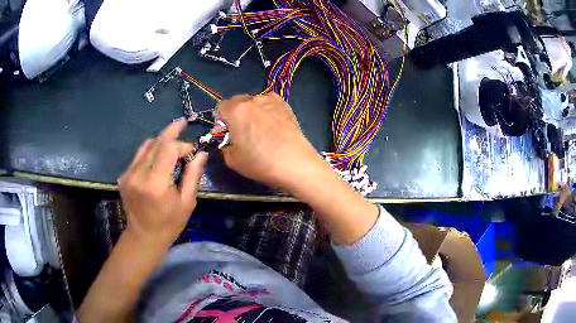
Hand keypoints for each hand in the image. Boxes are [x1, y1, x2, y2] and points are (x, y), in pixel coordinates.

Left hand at [117, 119, 206, 247]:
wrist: (143, 236)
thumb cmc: (169, 223)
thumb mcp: (187, 202)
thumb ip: (193, 175)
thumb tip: (201, 153)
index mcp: (156, 183)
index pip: (168, 149)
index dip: (182, 144)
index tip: (192, 150)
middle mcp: (139, 174)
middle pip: (156, 143)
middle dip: (171, 133)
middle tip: (182, 122)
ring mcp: (128, 174)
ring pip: (146, 146)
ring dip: (160, 141)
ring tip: (172, 142)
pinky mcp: (124, 176)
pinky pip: (139, 155)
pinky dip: (151, 151)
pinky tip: (158, 156)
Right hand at [217, 93, 325, 190]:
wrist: (294, 162)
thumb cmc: (260, 162)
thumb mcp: (233, 160)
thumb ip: (225, 147)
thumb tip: (229, 143)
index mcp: (236, 111)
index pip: (220, 107)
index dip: (220, 120)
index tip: (225, 132)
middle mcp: (252, 100)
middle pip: (237, 101)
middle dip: (234, 114)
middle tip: (240, 131)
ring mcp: (270, 100)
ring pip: (253, 101)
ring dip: (250, 111)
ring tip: (258, 128)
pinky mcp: (285, 105)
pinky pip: (268, 103)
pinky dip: (265, 110)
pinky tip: (271, 123)